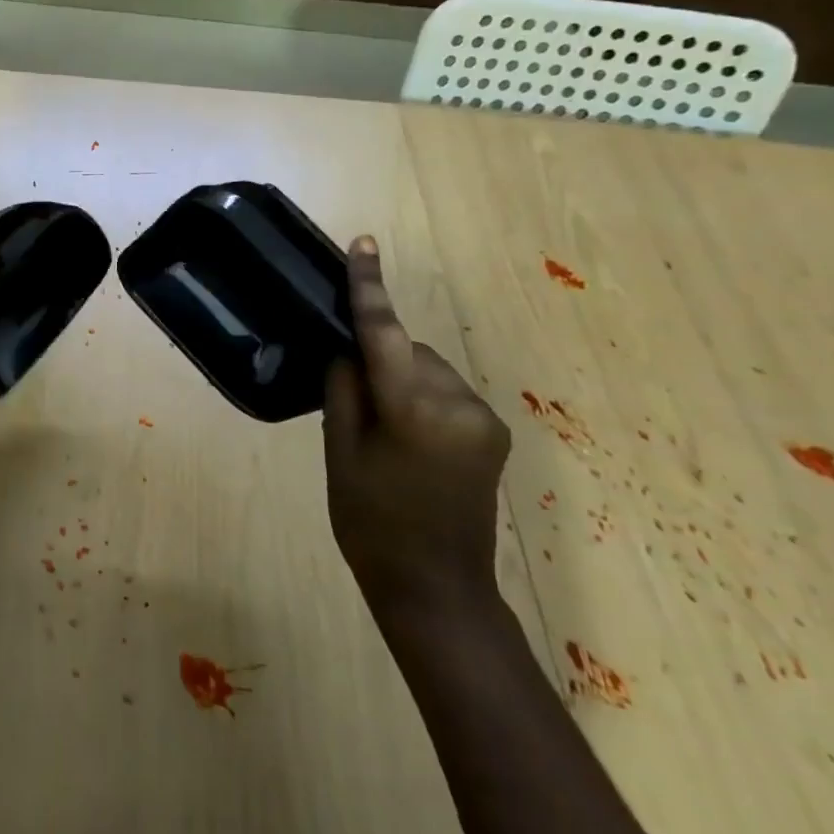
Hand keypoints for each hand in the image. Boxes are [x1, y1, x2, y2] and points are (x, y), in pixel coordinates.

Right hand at [323, 235, 509, 617]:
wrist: (437, 590)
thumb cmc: (372, 523)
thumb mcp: (341, 453)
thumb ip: (344, 390)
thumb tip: (351, 351)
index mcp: (414, 409)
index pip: (385, 332)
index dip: (370, 287)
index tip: (364, 243)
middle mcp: (458, 403)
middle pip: (408, 352)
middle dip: (379, 358)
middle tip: (351, 399)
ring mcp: (482, 419)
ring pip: (426, 371)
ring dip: (400, 380)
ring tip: (380, 429)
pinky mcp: (492, 434)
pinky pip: (444, 393)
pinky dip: (419, 398)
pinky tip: (406, 437)